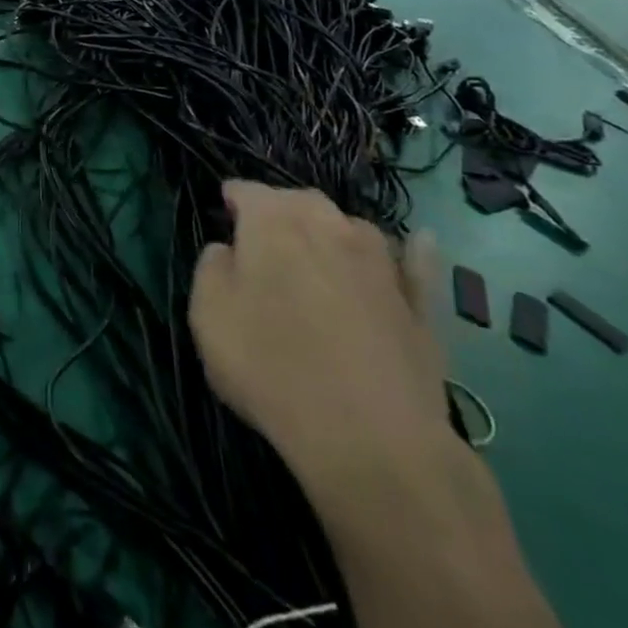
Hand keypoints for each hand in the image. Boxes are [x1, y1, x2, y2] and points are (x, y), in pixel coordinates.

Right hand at [189, 182, 452, 492]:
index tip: (224, 213)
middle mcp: (329, 227)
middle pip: (301, 201)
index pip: (247, 190)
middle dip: (280, 209)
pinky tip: (417, 242)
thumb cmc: (271, 367)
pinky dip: (409, 250)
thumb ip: (211, 268)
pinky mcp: (420, 303)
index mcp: (272, 223)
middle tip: (262, 240)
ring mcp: (381, 262)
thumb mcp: (207, 316)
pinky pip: (414, 262)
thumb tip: (228, 250)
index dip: (233, 198)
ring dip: (332, 230)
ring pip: (352, 226)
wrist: (370, 437)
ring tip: (318, 253)